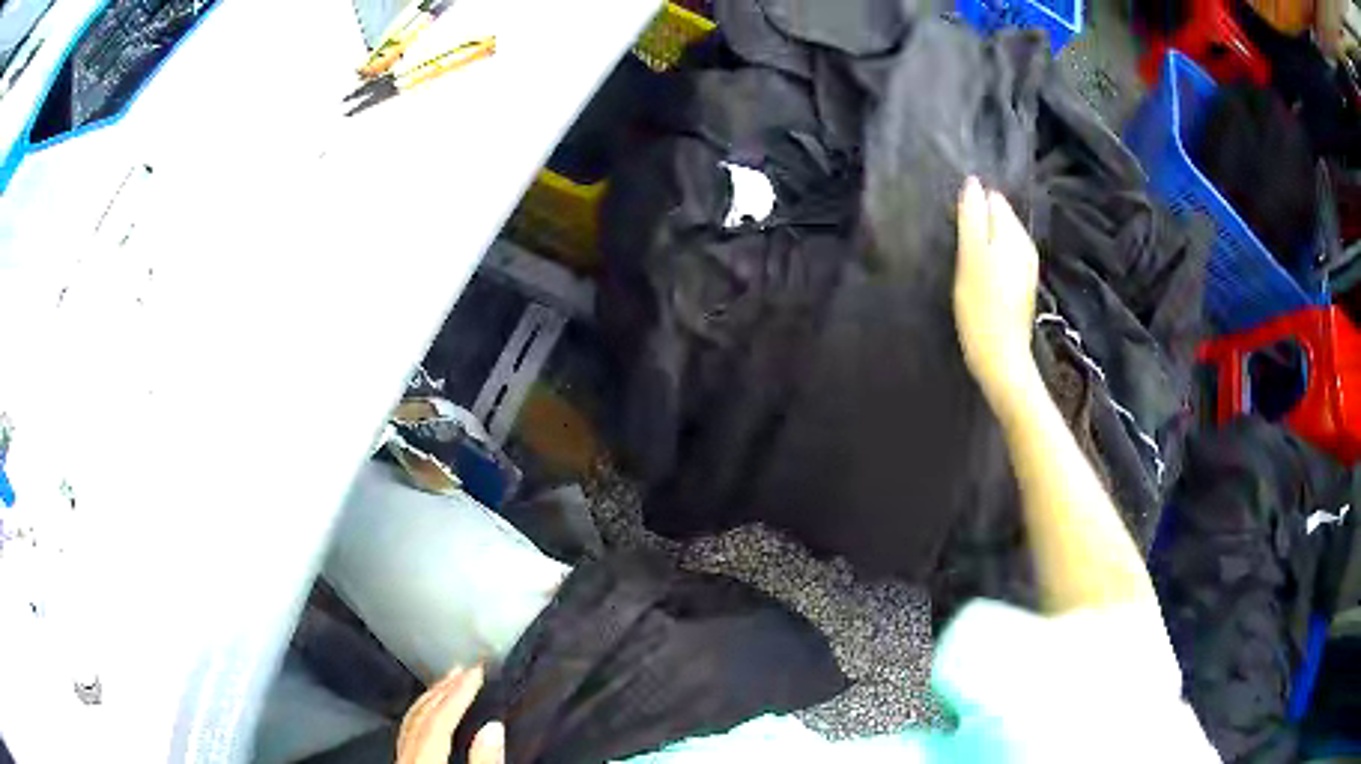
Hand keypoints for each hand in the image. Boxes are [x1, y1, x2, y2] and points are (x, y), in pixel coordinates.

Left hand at [397, 666, 503, 763]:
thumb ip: (484, 761)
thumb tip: (494, 728)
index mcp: (423, 759)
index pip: (439, 719)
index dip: (459, 693)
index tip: (476, 671)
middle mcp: (406, 756)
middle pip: (421, 717)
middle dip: (443, 690)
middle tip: (462, 668)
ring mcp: (401, 759)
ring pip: (410, 722)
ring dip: (430, 699)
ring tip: (446, 683)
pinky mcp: (404, 763)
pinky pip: (408, 732)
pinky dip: (420, 715)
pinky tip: (428, 713)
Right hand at [953, 177, 1040, 408]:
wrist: (1001, 358)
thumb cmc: (981, 306)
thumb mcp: (971, 256)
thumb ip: (972, 217)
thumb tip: (972, 182)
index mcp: (1013, 233)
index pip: (993, 199)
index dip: (973, 202)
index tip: (953, 218)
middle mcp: (1024, 245)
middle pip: (1000, 216)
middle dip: (980, 218)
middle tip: (956, 236)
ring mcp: (1025, 267)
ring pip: (1002, 237)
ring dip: (983, 238)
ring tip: (962, 253)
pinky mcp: (1021, 286)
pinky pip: (1004, 256)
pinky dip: (990, 256)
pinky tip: (977, 271)